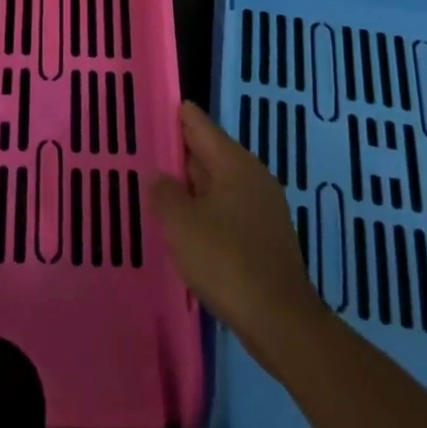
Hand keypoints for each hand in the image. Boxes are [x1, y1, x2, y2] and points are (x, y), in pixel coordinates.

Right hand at [148, 101, 325, 356]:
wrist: (279, 320)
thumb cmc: (226, 261)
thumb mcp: (181, 223)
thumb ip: (165, 192)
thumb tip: (160, 176)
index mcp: (234, 163)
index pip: (199, 124)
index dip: (176, 115)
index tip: (152, 107)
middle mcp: (252, 176)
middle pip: (210, 152)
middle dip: (180, 151)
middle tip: (147, 148)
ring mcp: (263, 207)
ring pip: (219, 183)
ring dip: (192, 184)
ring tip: (159, 186)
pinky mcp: (265, 236)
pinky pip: (228, 208)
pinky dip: (206, 208)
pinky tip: (187, 224)